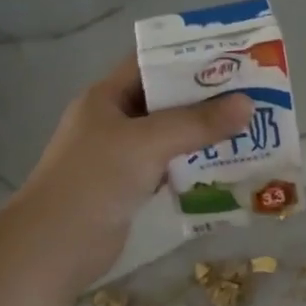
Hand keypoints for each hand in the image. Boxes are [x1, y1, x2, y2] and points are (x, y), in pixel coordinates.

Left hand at [16, 56, 251, 286]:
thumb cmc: (95, 180)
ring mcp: (119, 156)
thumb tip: (247, 105)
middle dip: (205, 98)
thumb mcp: (148, 143)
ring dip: (203, 134)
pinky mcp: (129, 187)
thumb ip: (197, 123)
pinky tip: (226, 165)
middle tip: (251, 94)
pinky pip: (168, 167)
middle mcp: (112, 121)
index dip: (188, 58)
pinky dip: (194, 165)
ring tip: (248, 127)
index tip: (231, 58)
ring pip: (169, 136)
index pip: (150, 64)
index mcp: (106, 97)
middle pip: (164, 100)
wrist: (54, 246)